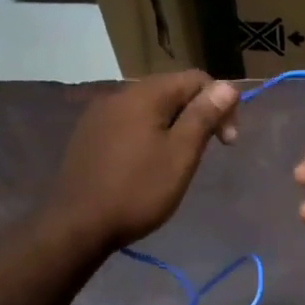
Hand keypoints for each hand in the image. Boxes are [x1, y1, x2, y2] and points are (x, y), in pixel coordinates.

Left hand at [47, 72, 238, 250]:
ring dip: (173, 126)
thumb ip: (203, 116)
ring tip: (179, 160)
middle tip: (207, 151)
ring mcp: (99, 115)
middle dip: (197, 114)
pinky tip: (148, 164)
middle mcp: (119, 95)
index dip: (220, 104)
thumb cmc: (138, 191)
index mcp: (145, 95)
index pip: (195, 79)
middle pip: (171, 91)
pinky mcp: (89, 136)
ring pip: (149, 109)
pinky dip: (148, 135)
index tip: (227, 142)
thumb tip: (226, 86)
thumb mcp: (180, 155)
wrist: (77, 225)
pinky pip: (129, 124)